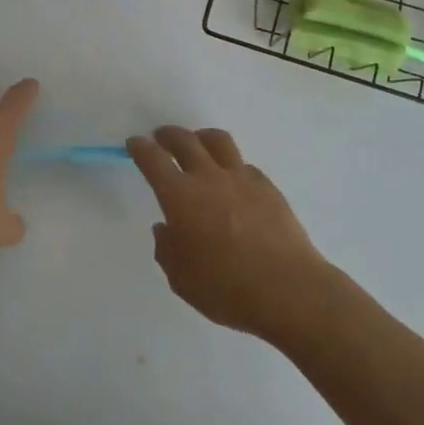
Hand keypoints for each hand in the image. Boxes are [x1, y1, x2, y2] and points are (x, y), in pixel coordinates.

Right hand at [127, 127, 333, 340]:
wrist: (288, 290)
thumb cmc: (227, 289)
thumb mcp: (182, 280)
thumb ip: (167, 250)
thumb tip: (166, 229)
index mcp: (181, 197)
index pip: (153, 160)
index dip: (140, 148)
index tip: (135, 143)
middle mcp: (209, 177)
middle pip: (185, 140)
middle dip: (168, 135)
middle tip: (161, 138)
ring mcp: (241, 178)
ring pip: (217, 141)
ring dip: (201, 137)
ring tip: (197, 143)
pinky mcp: (267, 186)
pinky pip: (243, 164)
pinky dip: (231, 165)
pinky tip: (232, 181)